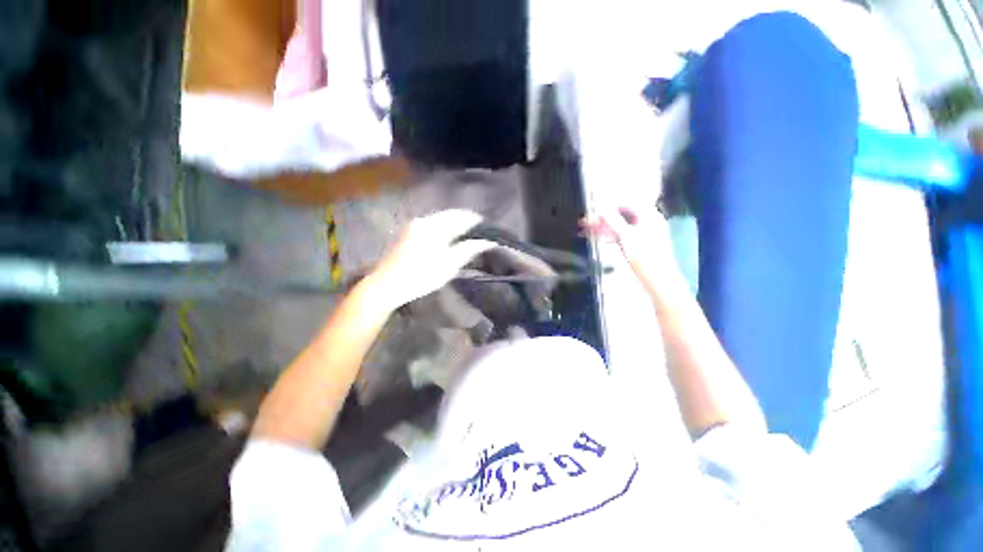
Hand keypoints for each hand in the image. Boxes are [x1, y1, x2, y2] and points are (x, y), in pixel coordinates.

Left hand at [367, 209, 495, 308]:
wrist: (386, 285)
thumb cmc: (420, 277)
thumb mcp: (448, 266)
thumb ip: (467, 251)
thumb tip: (486, 242)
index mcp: (434, 228)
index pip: (459, 217)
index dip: (473, 219)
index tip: (484, 223)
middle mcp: (423, 221)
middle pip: (448, 215)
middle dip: (463, 218)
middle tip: (476, 227)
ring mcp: (413, 225)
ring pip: (439, 218)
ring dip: (452, 222)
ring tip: (464, 230)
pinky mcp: (407, 231)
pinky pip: (430, 223)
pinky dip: (441, 225)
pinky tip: (446, 234)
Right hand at [581, 206, 677, 287]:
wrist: (656, 279)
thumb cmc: (644, 256)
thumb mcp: (626, 236)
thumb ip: (613, 220)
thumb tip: (600, 208)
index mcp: (649, 216)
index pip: (628, 204)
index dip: (610, 205)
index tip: (595, 210)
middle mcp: (647, 223)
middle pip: (622, 215)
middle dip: (604, 218)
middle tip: (587, 222)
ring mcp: (642, 235)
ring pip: (620, 227)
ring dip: (604, 228)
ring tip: (587, 230)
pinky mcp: (638, 246)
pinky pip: (622, 236)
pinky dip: (610, 236)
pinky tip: (599, 239)